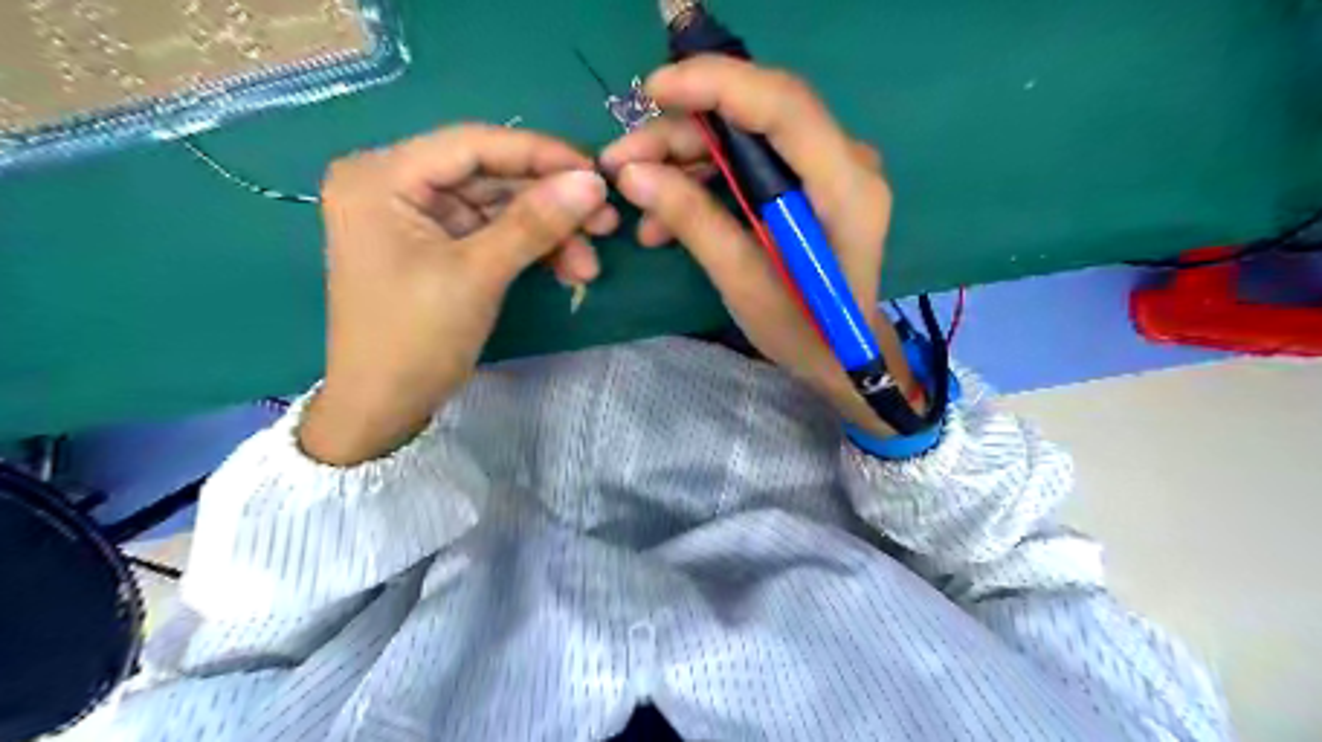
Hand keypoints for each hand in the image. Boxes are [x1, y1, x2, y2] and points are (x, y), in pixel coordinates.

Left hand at [299, 123, 608, 461]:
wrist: (384, 408)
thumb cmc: (414, 339)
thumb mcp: (477, 275)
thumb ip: (535, 223)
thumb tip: (594, 183)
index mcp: (382, 176)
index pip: (473, 144)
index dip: (540, 154)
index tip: (598, 172)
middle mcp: (396, 184)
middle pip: (491, 177)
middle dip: (551, 203)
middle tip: (606, 223)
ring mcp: (419, 217)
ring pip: (500, 208)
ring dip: (549, 233)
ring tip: (589, 263)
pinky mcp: (439, 246)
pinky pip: (495, 234)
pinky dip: (532, 250)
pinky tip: (568, 269)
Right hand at [603, 59, 921, 435]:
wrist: (841, 356)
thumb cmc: (803, 331)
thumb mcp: (743, 283)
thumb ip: (693, 221)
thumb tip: (631, 174)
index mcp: (845, 187)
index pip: (783, 105)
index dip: (716, 85)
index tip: (651, 92)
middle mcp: (846, 162)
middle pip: (757, 114)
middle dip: (682, 130)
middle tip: (621, 159)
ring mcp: (829, 169)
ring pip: (747, 135)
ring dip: (685, 157)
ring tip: (635, 193)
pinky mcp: (810, 182)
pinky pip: (751, 161)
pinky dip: (705, 178)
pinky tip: (667, 211)